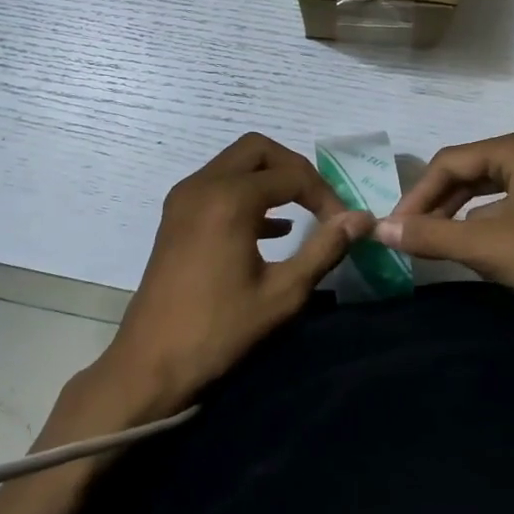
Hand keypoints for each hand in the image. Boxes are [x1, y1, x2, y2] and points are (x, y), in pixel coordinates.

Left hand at [91, 133, 372, 417]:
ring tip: (303, 213)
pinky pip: (218, 184)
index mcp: (229, 199)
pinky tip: (273, 230)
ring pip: (235, 163)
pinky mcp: (176, 215)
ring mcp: (184, 198)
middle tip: (319, 202)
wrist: (150, 362)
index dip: (324, 195)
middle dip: (294, 169)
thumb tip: (362, 218)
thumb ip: (324, 249)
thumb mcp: (282, 293)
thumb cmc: (219, 330)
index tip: (343, 224)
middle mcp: (203, 185)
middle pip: (258, 150)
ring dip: (270, 179)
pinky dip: (247, 193)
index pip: (291, 175)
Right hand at [374, 130, 513, 331]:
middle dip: (436, 204)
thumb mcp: (488, 247)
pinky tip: (474, 248)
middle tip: (409, 236)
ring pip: (487, 190)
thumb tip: (379, 229)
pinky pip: (507, 205)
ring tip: (434, 243)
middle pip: (467, 172)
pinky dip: (484, 224)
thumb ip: (431, 235)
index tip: (393, 228)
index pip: (449, 162)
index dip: (416, 195)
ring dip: (457, 216)